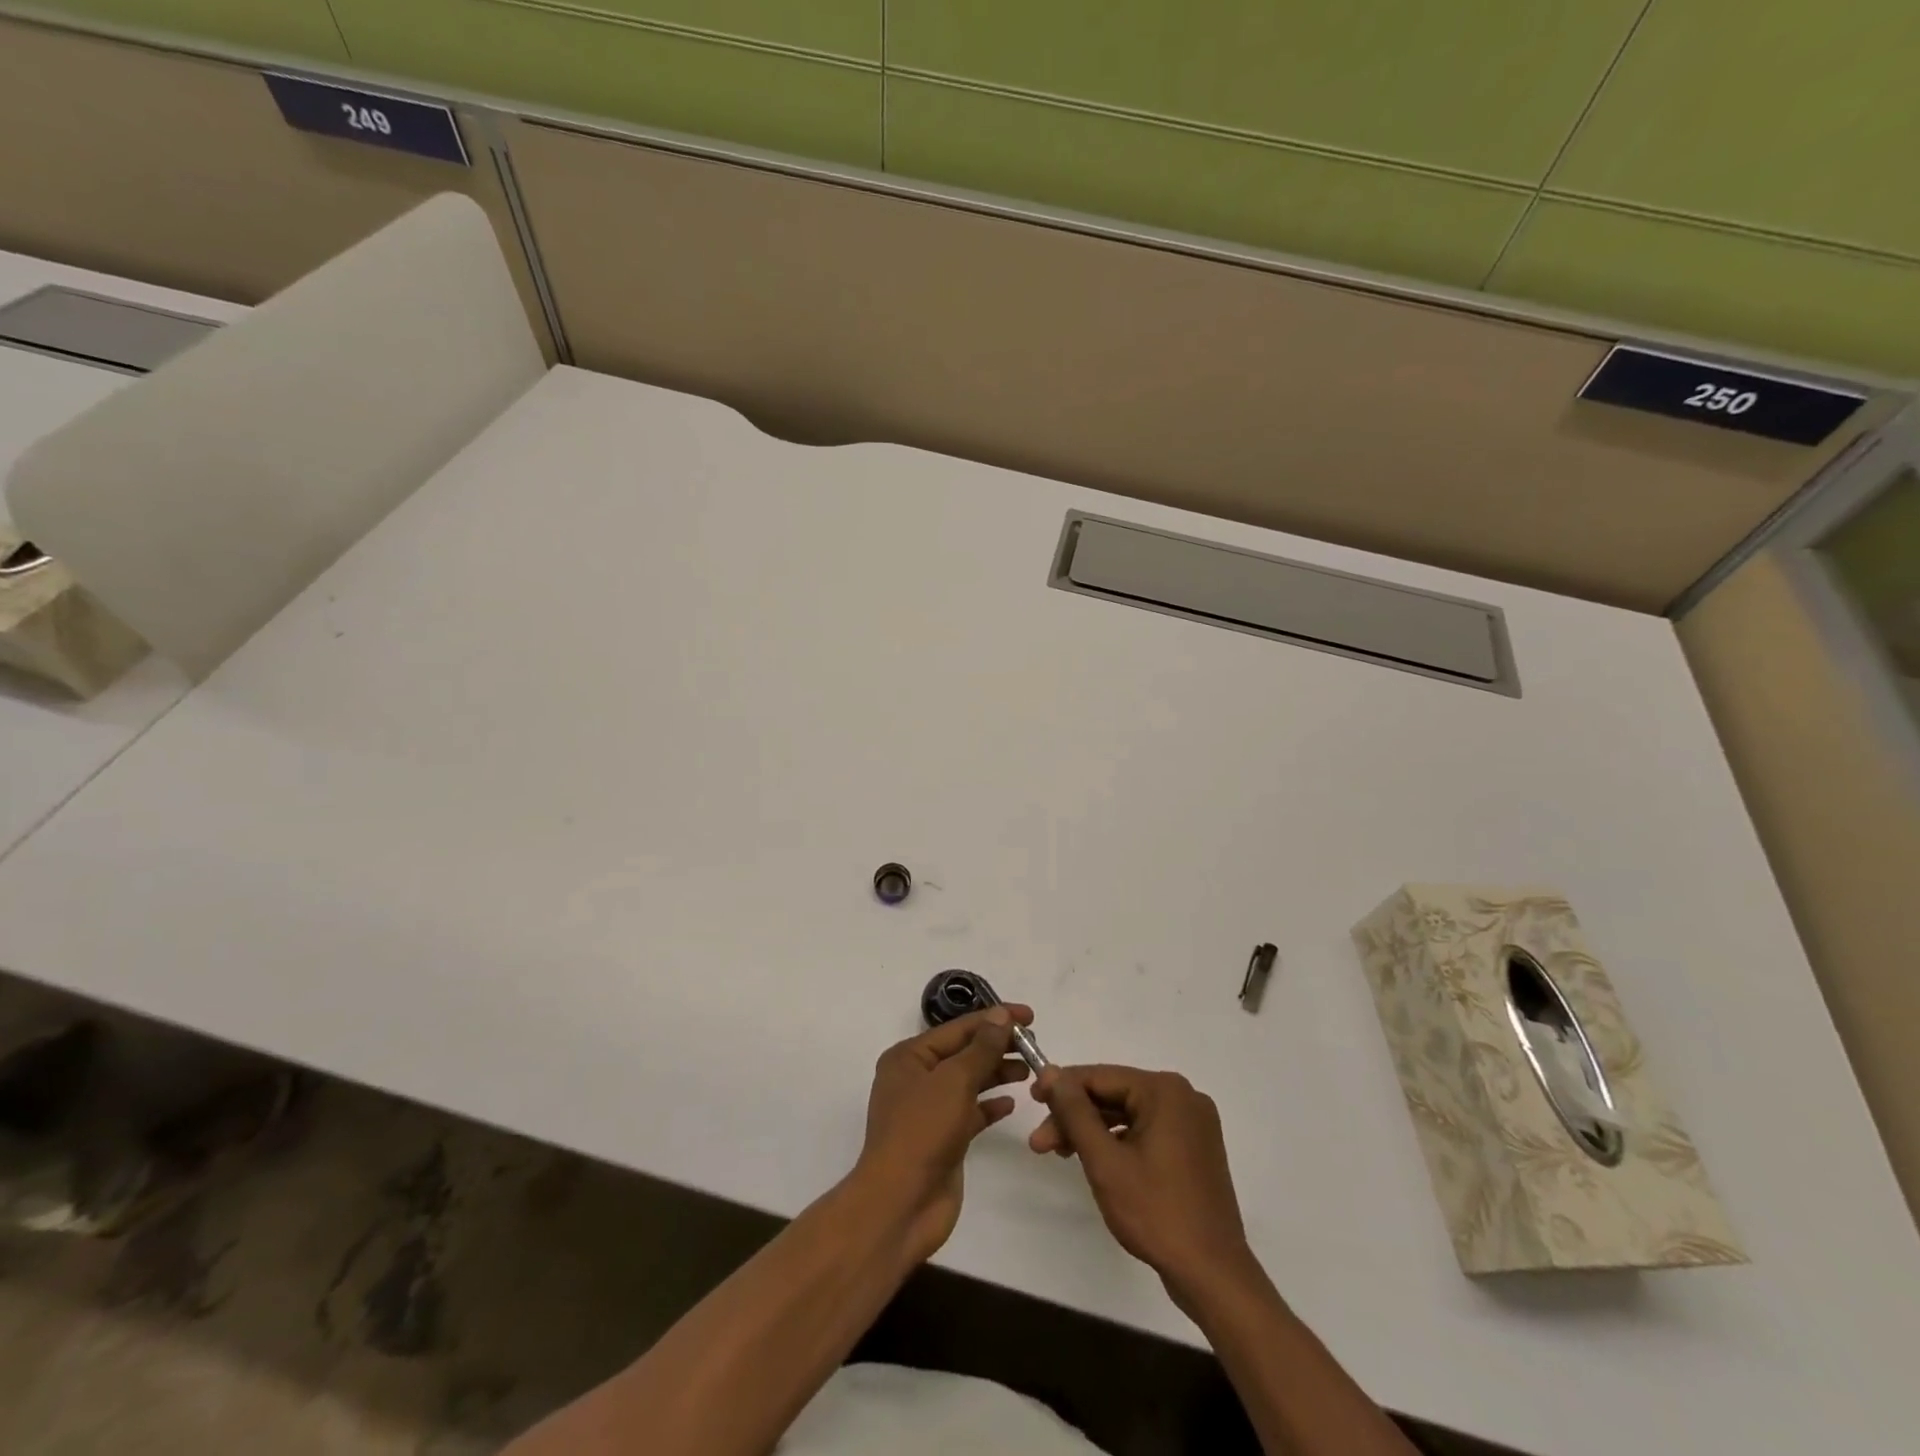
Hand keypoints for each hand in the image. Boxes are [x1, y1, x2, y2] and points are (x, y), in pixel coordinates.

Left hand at [853, 1006, 1033, 1263]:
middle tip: (1034, 1045)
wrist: (901, 1204)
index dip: (995, 1019)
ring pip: (969, 1081)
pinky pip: (971, 1112)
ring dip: (997, 1073)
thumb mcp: (954, 1080)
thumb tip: (1001, 1017)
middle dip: (997, 1047)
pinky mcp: (943, 1138)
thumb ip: (982, 1048)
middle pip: (964, 1052)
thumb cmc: (923, 1130)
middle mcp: (916, 1078)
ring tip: (1029, 1070)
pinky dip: (990, 1105)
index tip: (1029, 1016)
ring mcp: (929, 1110)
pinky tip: (1011, 1103)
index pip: (959, 1027)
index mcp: (910, 1056)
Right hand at [1031, 1064, 1257, 1308]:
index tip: (1030, 1100)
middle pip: (1114, 1096)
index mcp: (1165, 1090)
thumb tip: (1049, 1071)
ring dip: (1093, 1132)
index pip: (1100, 1077)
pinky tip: (1094, 1160)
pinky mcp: (1194, 1149)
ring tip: (1059, 1154)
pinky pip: (1146, 1132)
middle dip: (1075, 1117)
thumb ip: (1074, 1111)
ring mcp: (1192, 1123)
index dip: (1062, 1087)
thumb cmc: (1156, 1212)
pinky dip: (1118, 1143)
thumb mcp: (1105, 1160)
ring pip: (1128, 1115)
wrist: (1213, 1275)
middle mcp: (1183, 1097)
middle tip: (1040, 1143)